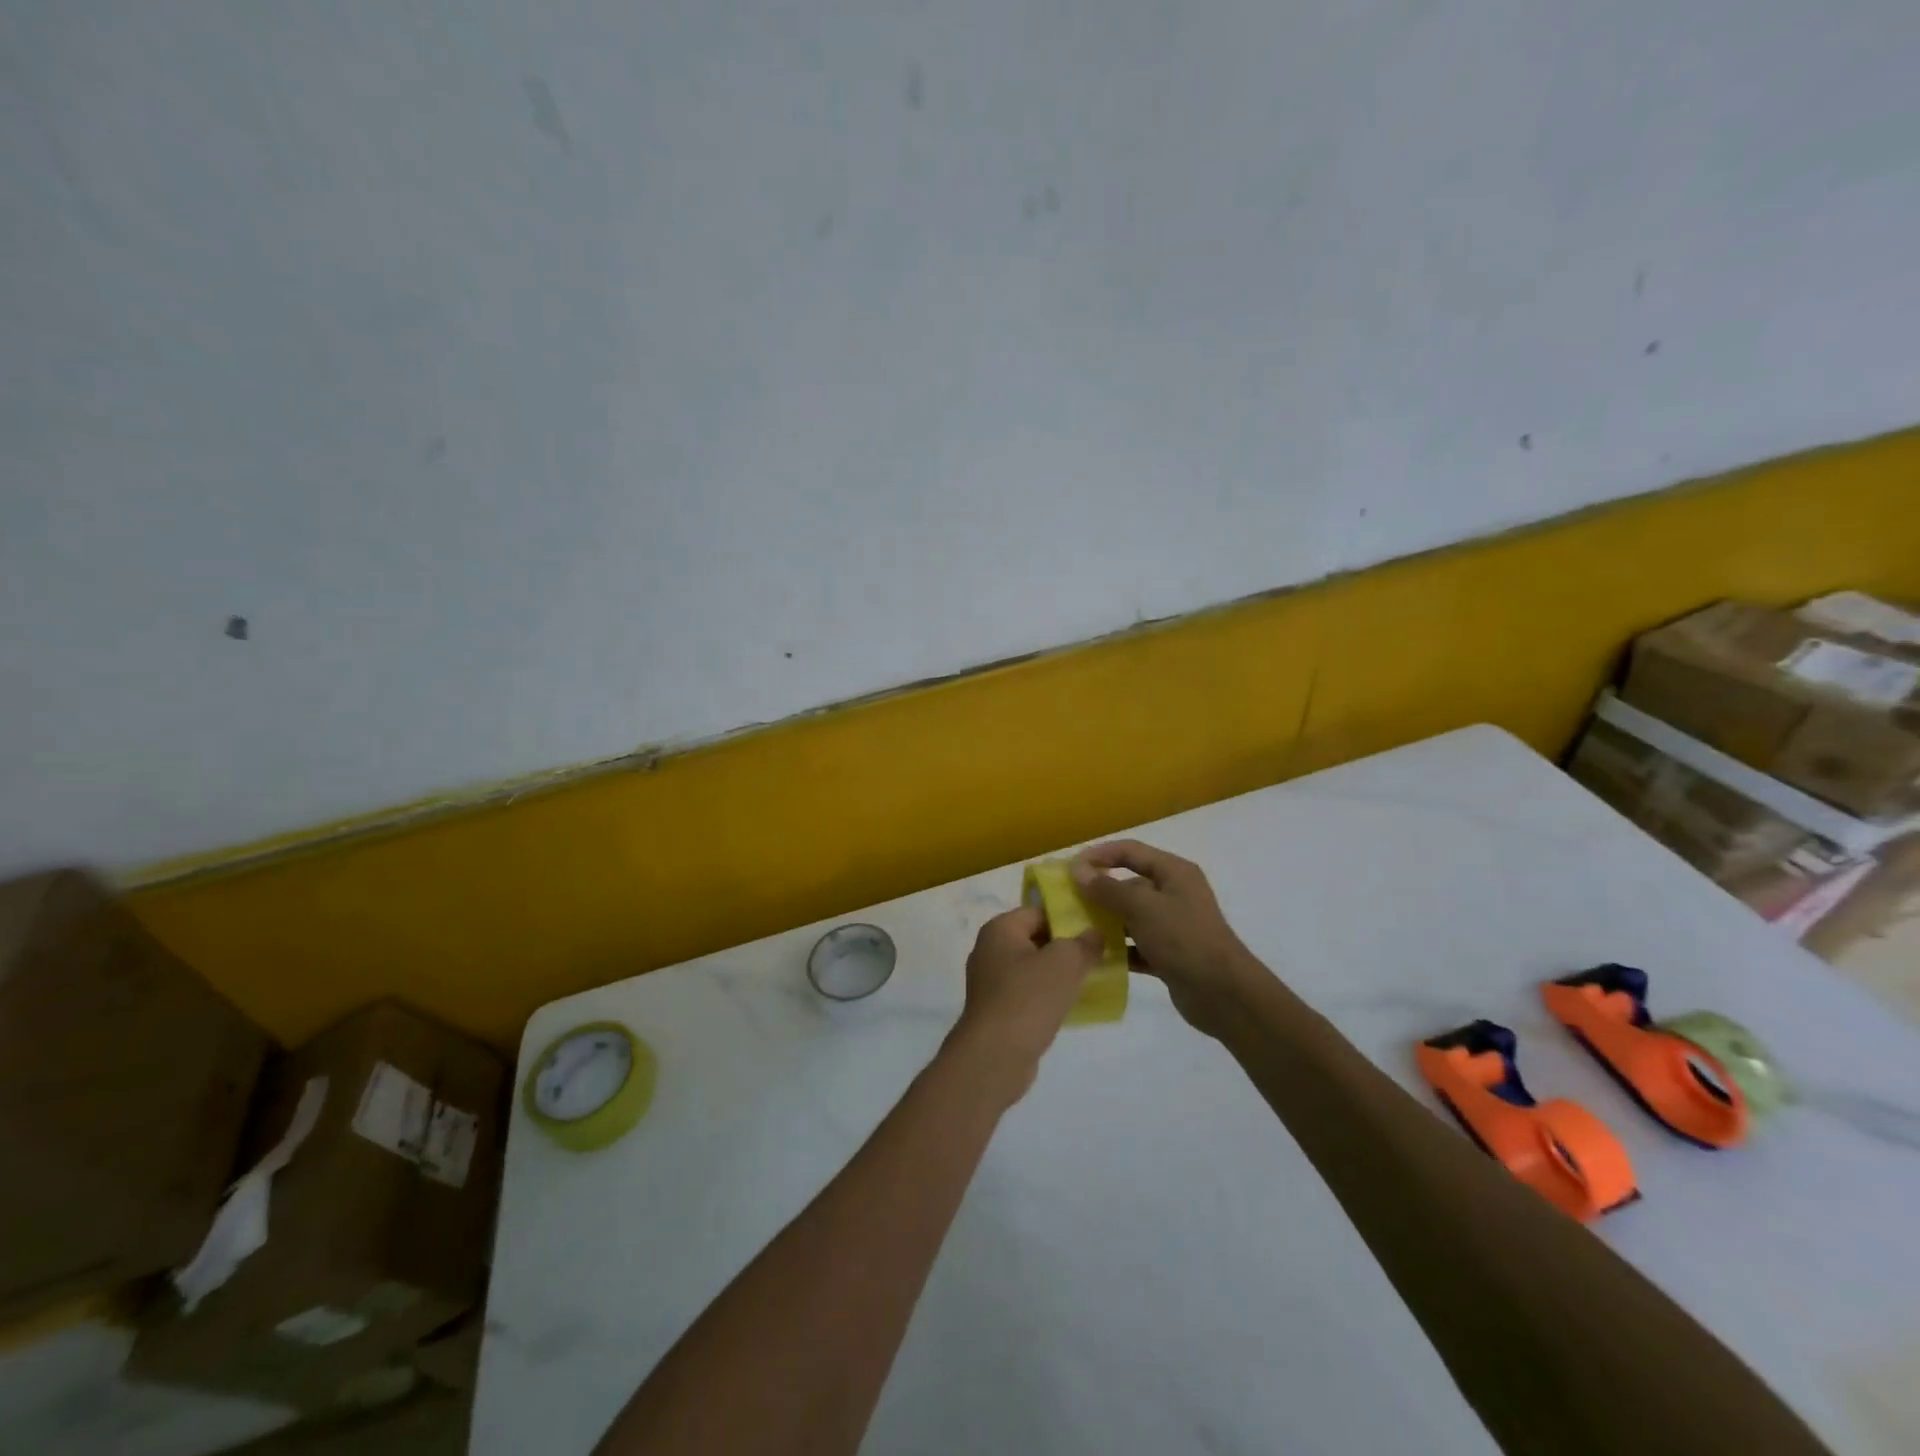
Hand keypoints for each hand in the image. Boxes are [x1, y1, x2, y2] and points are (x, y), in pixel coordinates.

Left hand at [949, 906, 1102, 1098]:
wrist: (994, 1056)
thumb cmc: (1028, 998)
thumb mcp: (1064, 963)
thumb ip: (1083, 944)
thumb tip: (1094, 934)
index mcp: (999, 930)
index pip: (1038, 911)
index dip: (1067, 917)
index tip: (1096, 929)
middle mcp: (990, 950)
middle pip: (1035, 939)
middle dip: (1066, 946)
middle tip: (1098, 955)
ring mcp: (991, 982)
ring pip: (1033, 968)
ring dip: (1059, 974)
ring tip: (1090, 980)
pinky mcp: (997, 1010)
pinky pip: (1028, 993)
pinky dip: (1048, 996)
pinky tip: (1071, 1006)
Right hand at [1071, 840, 1263, 1036]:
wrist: (1223, 994)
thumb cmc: (1183, 939)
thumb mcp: (1142, 907)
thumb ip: (1108, 888)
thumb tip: (1079, 871)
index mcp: (1174, 872)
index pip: (1130, 851)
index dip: (1100, 854)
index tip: (1070, 868)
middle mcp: (1174, 894)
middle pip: (1129, 883)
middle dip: (1099, 891)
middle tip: (1068, 902)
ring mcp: (1173, 925)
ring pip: (1131, 916)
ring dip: (1107, 922)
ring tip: (1077, 931)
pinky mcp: (1170, 954)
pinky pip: (1137, 945)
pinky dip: (1119, 949)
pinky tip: (1096, 958)